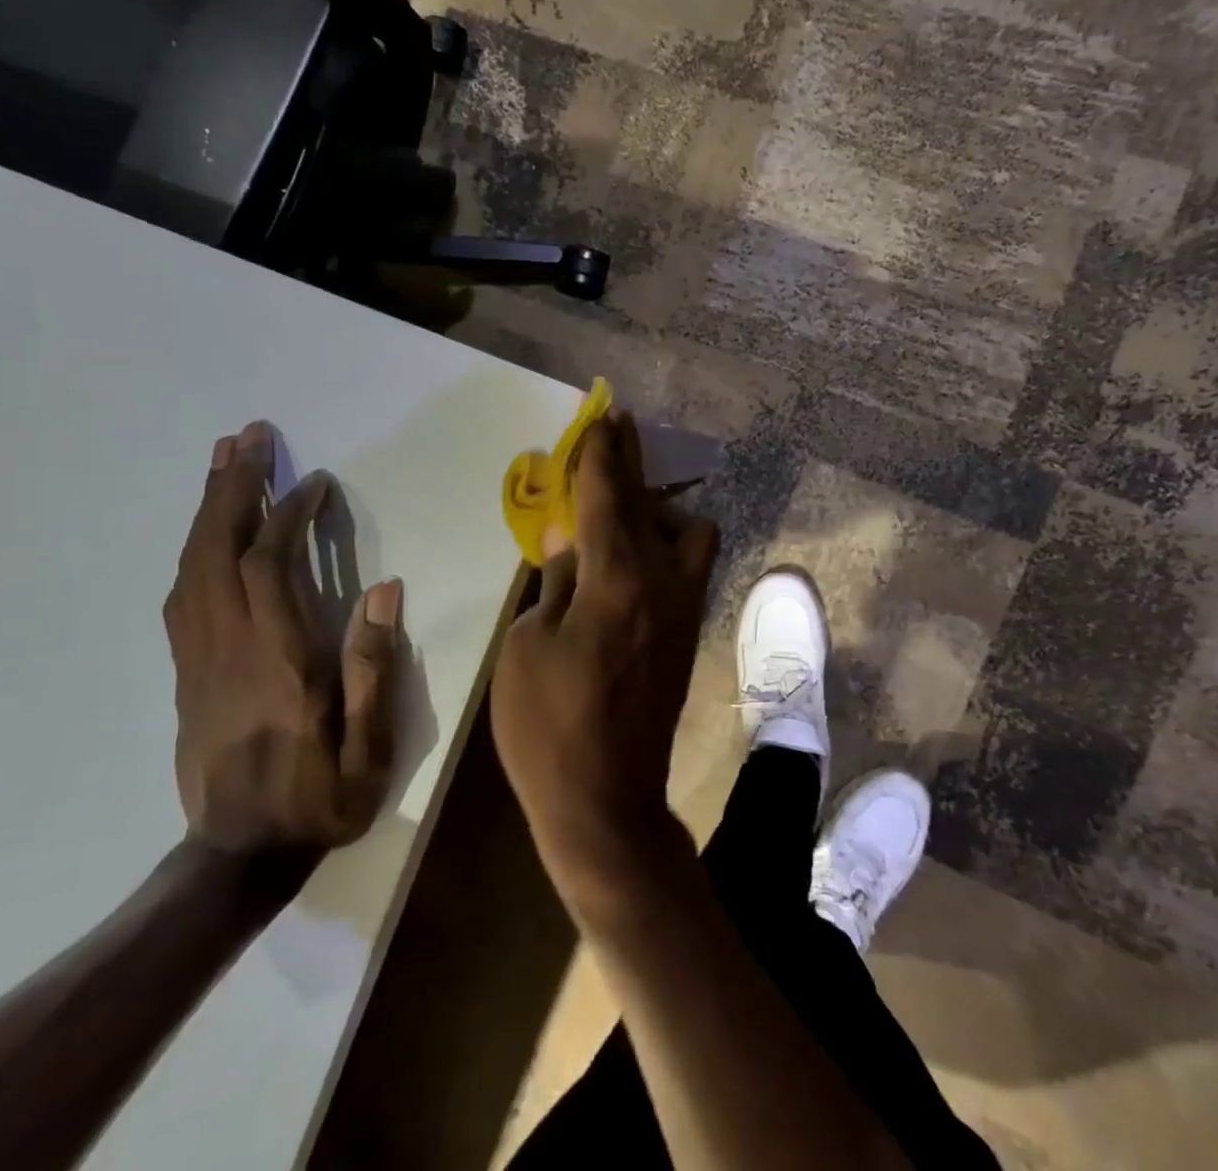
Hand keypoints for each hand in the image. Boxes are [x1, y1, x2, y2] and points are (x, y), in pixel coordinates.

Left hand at [164, 422, 402, 856]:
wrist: (238, 858)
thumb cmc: (319, 800)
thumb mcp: (370, 747)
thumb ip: (374, 667)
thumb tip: (384, 590)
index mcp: (278, 663)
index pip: (271, 568)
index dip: (289, 516)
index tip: (315, 482)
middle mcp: (229, 650)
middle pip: (216, 553)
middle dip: (232, 488)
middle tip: (247, 438)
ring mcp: (199, 660)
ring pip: (191, 569)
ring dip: (207, 510)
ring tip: (223, 463)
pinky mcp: (186, 673)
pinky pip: (181, 597)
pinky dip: (193, 550)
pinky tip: (207, 531)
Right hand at [489, 415, 719, 908]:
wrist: (604, 802)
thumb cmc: (547, 727)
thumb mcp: (526, 647)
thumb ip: (554, 584)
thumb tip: (570, 545)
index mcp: (615, 580)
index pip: (608, 496)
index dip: (604, 452)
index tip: (606, 416)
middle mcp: (662, 583)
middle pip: (650, 504)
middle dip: (632, 464)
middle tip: (617, 434)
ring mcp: (683, 609)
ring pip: (691, 533)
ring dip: (659, 510)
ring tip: (621, 514)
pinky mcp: (688, 633)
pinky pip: (689, 566)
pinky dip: (668, 544)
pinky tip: (634, 555)